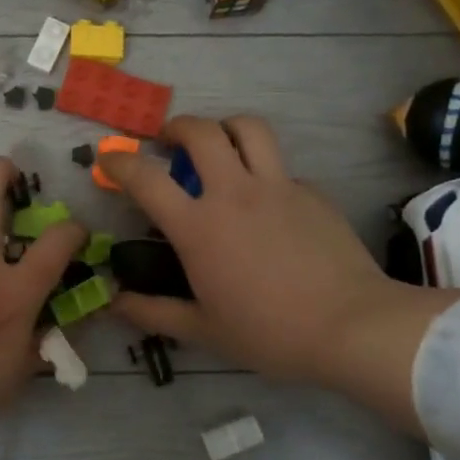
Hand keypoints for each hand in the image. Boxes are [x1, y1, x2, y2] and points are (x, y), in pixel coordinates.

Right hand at [99, 117, 459, 429]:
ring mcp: (278, 186)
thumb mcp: (203, 330)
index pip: (146, 178)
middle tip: (169, 141)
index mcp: (199, 227)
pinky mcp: (311, 191)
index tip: (109, 159)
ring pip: (248, 128)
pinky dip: (263, 171)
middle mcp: (234, 193)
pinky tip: (267, 202)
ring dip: (225, 128)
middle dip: (176, 127)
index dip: (120, 163)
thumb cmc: (269, 332)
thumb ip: (154, 312)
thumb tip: (115, 303)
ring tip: (219, 146)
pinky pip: (280, 166)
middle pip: (201, 132)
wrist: (350, 326)